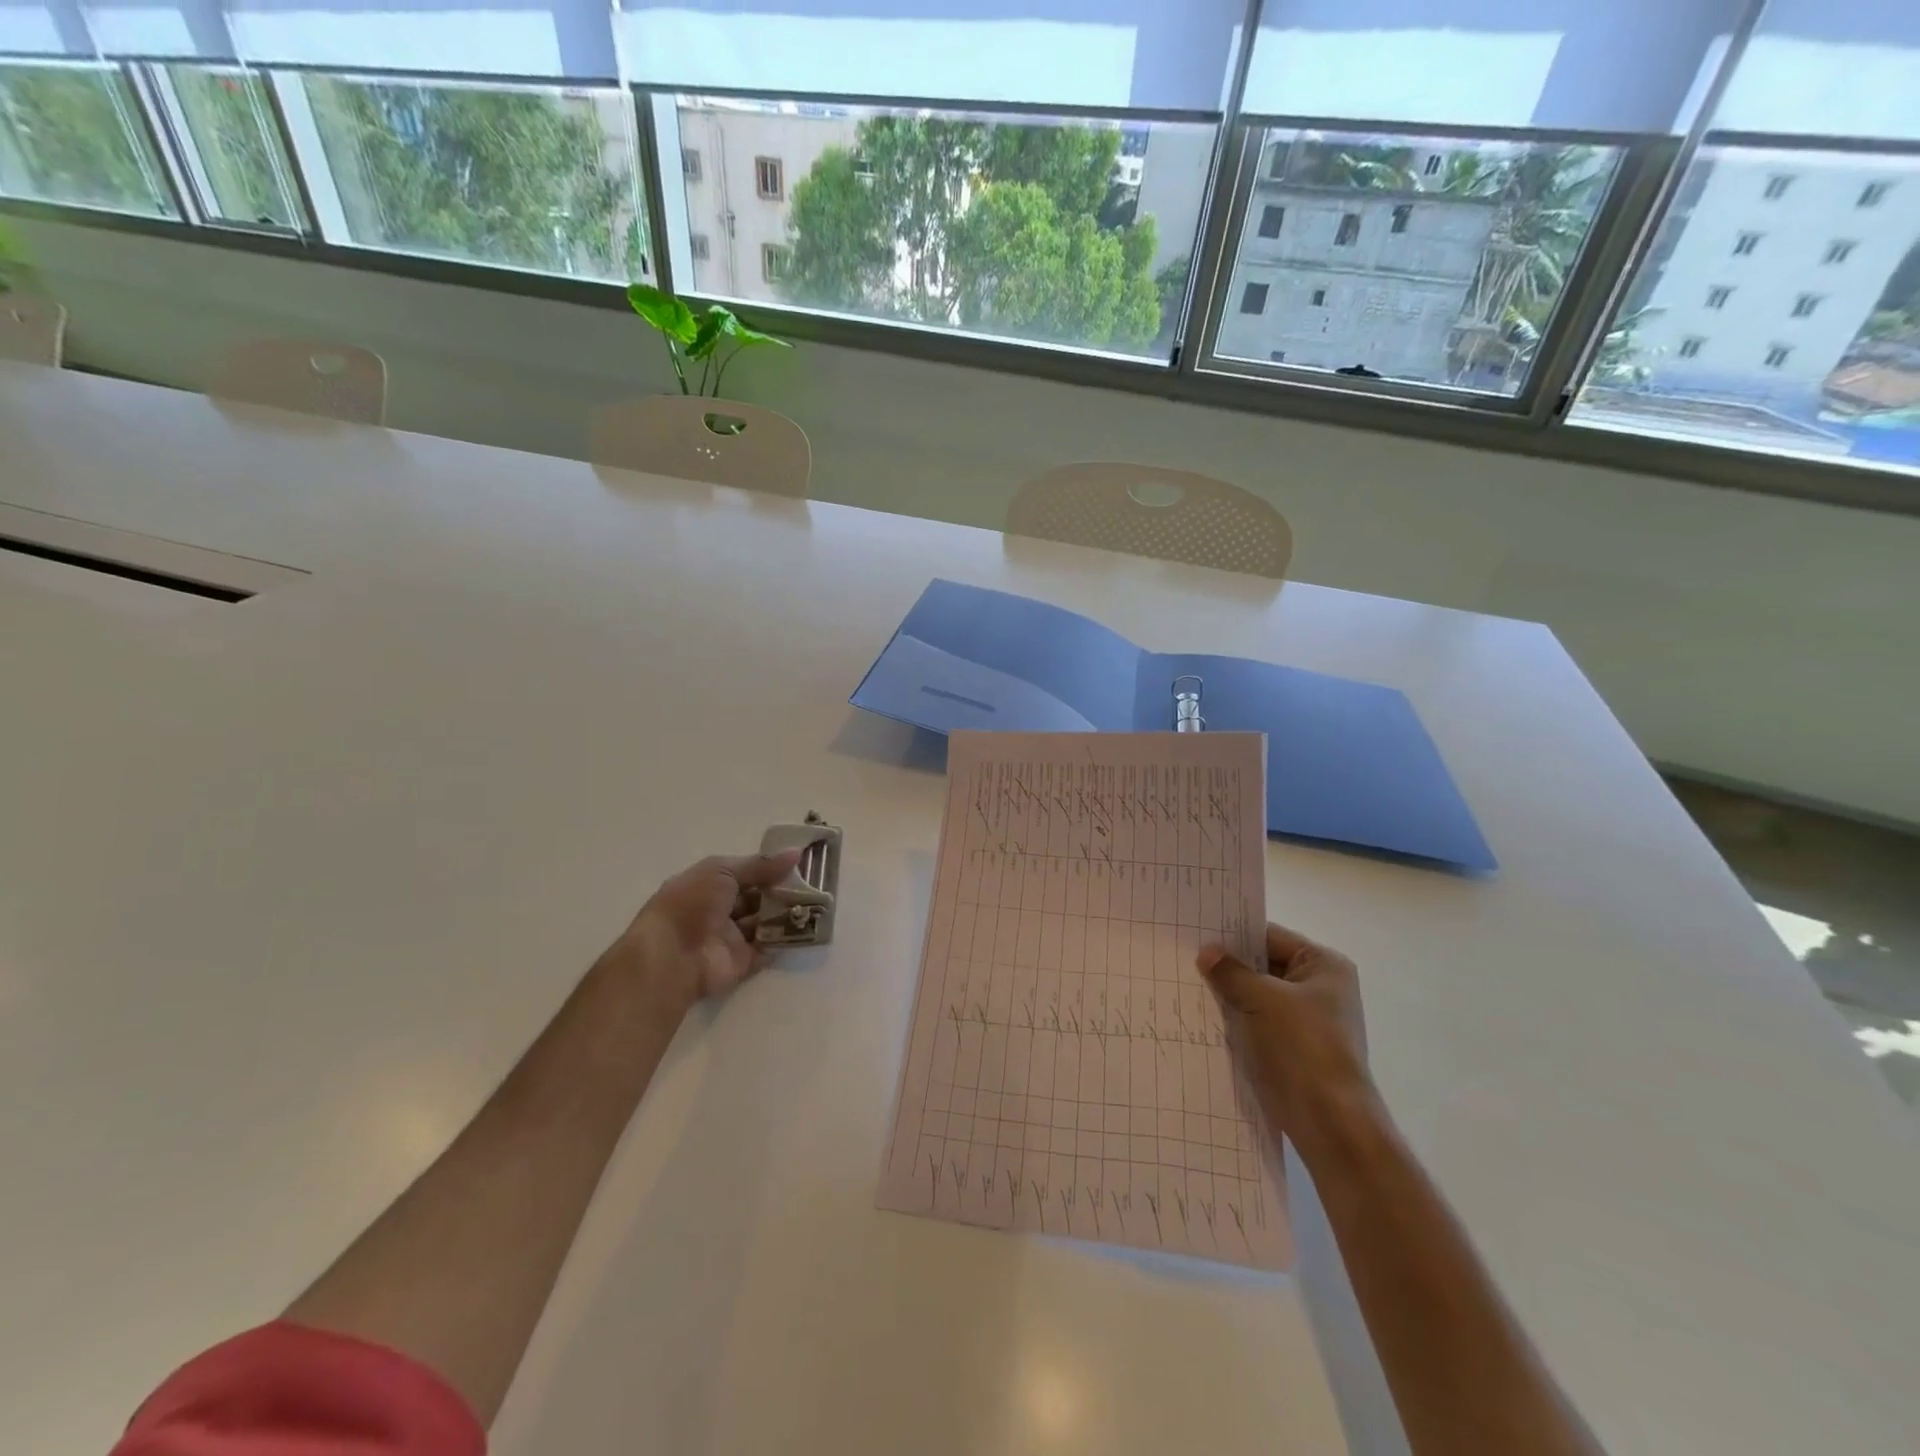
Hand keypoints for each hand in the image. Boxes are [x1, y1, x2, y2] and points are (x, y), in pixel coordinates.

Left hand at [605, 849, 803, 1009]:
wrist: (672, 956)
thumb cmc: (691, 903)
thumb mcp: (723, 871)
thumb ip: (761, 865)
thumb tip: (797, 853)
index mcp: (709, 884)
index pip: (744, 872)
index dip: (769, 867)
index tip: (799, 861)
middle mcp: (719, 909)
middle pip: (757, 897)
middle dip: (782, 890)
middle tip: (814, 882)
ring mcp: (731, 937)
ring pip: (765, 921)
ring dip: (786, 912)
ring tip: (817, 901)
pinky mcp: (742, 962)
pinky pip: (768, 948)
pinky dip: (785, 939)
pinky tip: (807, 926)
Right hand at [1198, 922, 1374, 1152]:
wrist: (1330, 1121)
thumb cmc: (1301, 1047)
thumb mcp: (1262, 999)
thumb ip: (1231, 971)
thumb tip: (1206, 951)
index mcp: (1323, 966)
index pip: (1270, 936)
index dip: (1234, 935)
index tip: (1195, 933)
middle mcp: (1319, 988)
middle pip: (1263, 966)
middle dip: (1228, 966)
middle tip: (1184, 957)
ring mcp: (1306, 1020)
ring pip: (1257, 996)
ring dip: (1228, 994)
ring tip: (1186, 984)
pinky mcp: (1292, 1048)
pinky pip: (1257, 1022)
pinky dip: (1235, 1019)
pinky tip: (1203, 1016)